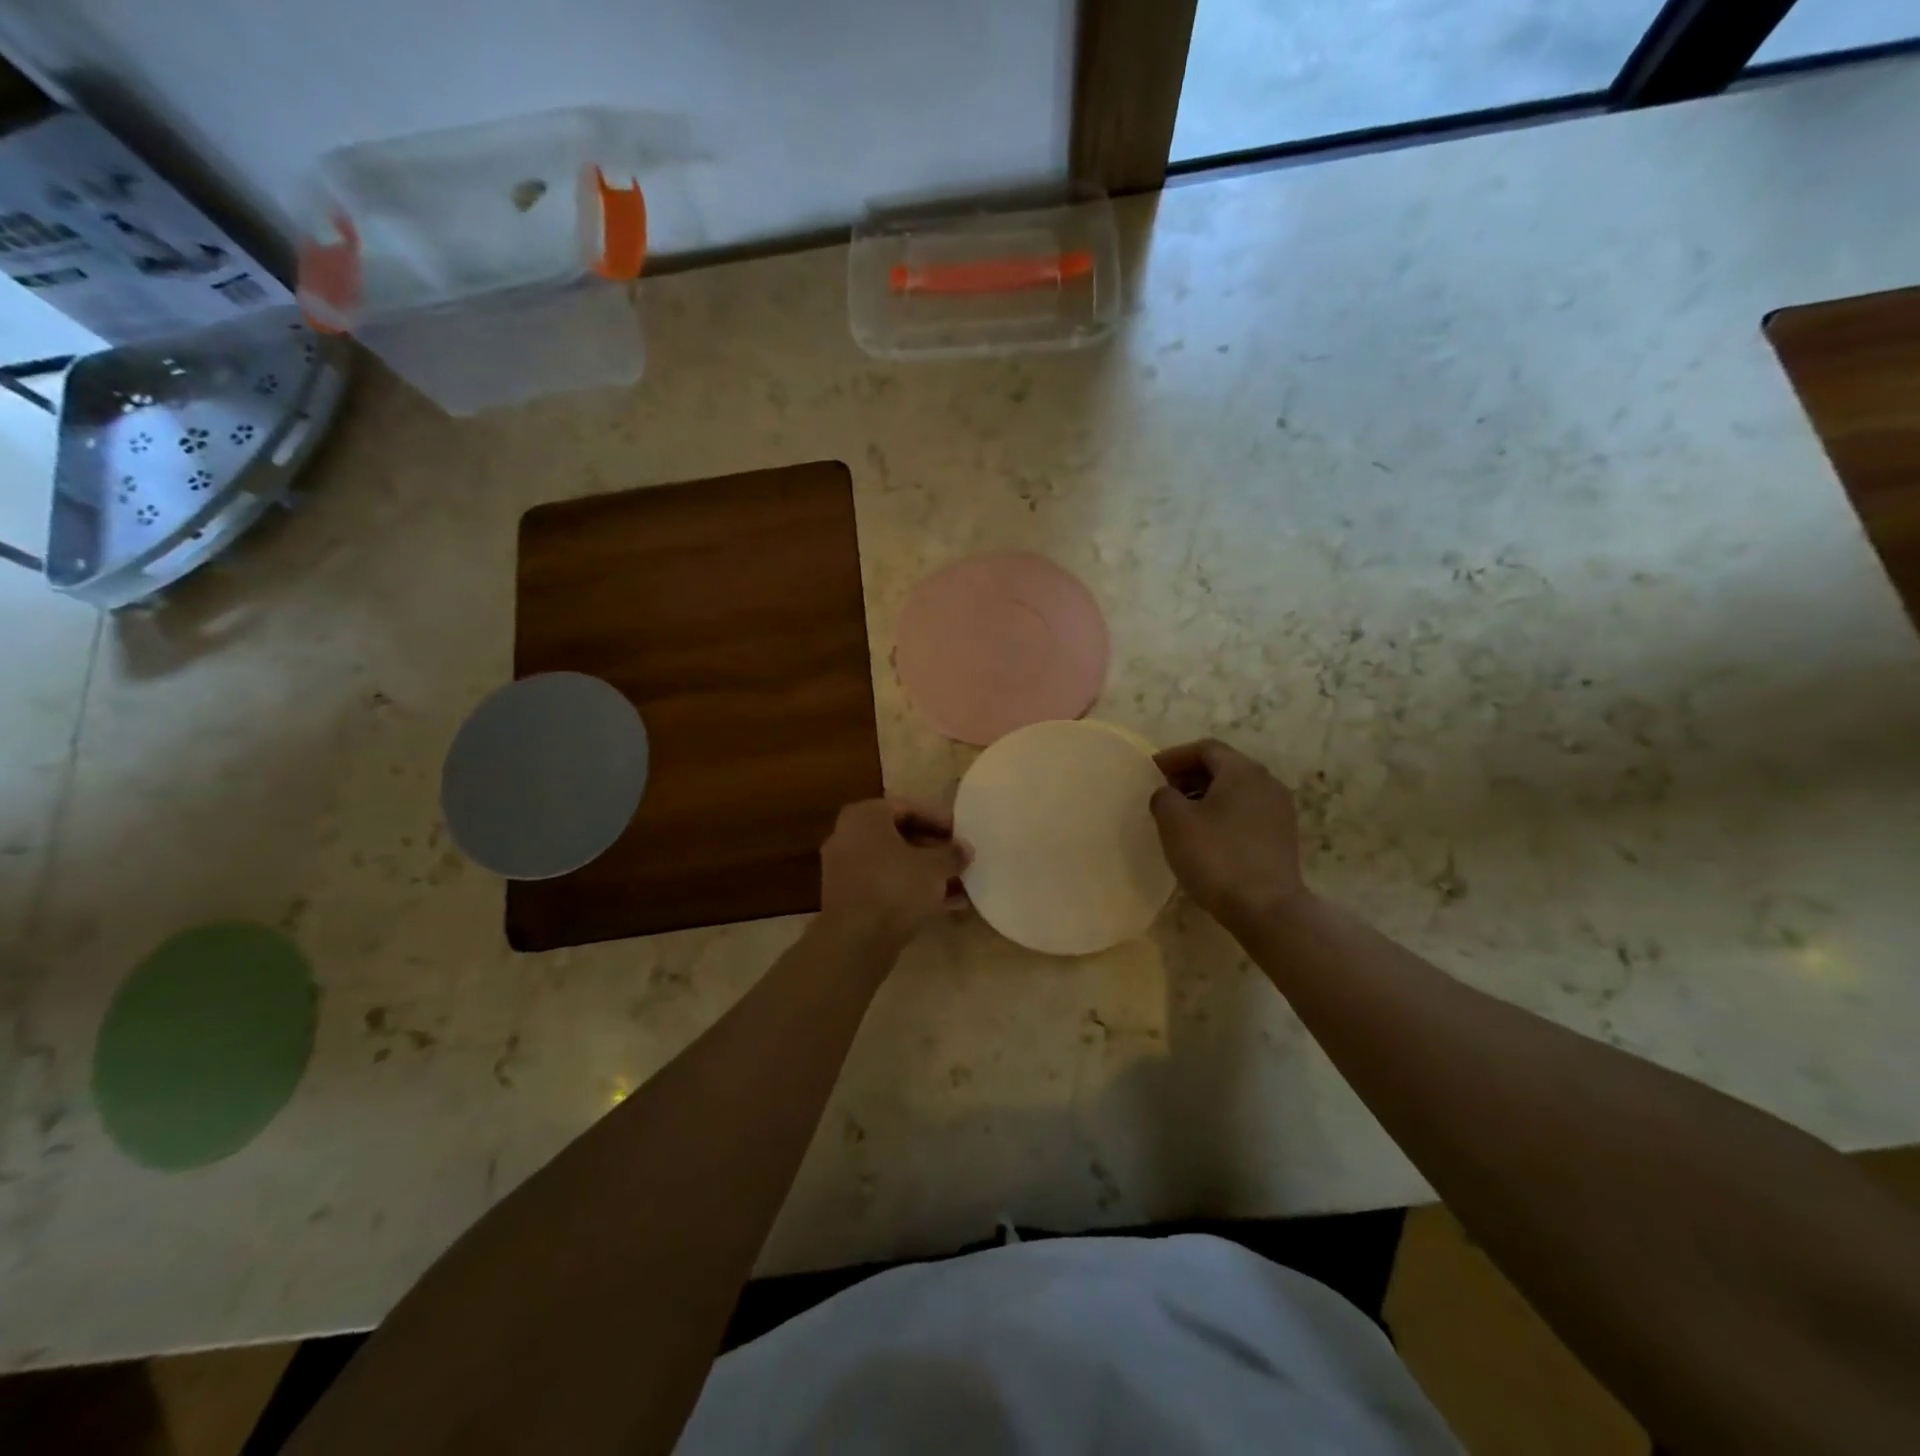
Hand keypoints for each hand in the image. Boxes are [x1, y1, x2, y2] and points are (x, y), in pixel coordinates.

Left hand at [819, 798, 971, 947]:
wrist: (855, 940)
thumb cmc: (895, 887)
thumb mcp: (934, 867)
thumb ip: (952, 854)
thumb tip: (965, 849)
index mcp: (865, 816)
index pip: (907, 807)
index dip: (938, 820)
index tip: (960, 834)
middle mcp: (848, 836)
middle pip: (899, 836)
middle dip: (932, 849)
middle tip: (959, 859)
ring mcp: (844, 869)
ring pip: (893, 864)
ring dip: (925, 873)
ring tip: (959, 885)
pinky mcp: (848, 899)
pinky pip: (885, 885)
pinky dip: (911, 891)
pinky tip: (944, 905)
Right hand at [1149, 739, 1307, 931]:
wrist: (1266, 908)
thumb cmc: (1216, 856)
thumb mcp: (1174, 821)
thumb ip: (1163, 796)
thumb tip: (1167, 794)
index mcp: (1242, 770)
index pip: (1205, 748)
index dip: (1174, 756)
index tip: (1150, 771)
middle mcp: (1266, 782)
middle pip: (1223, 767)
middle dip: (1189, 776)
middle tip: (1162, 792)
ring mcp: (1279, 810)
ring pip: (1235, 791)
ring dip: (1205, 797)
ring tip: (1179, 817)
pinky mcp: (1282, 837)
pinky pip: (1246, 813)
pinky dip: (1222, 815)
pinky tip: (1204, 837)